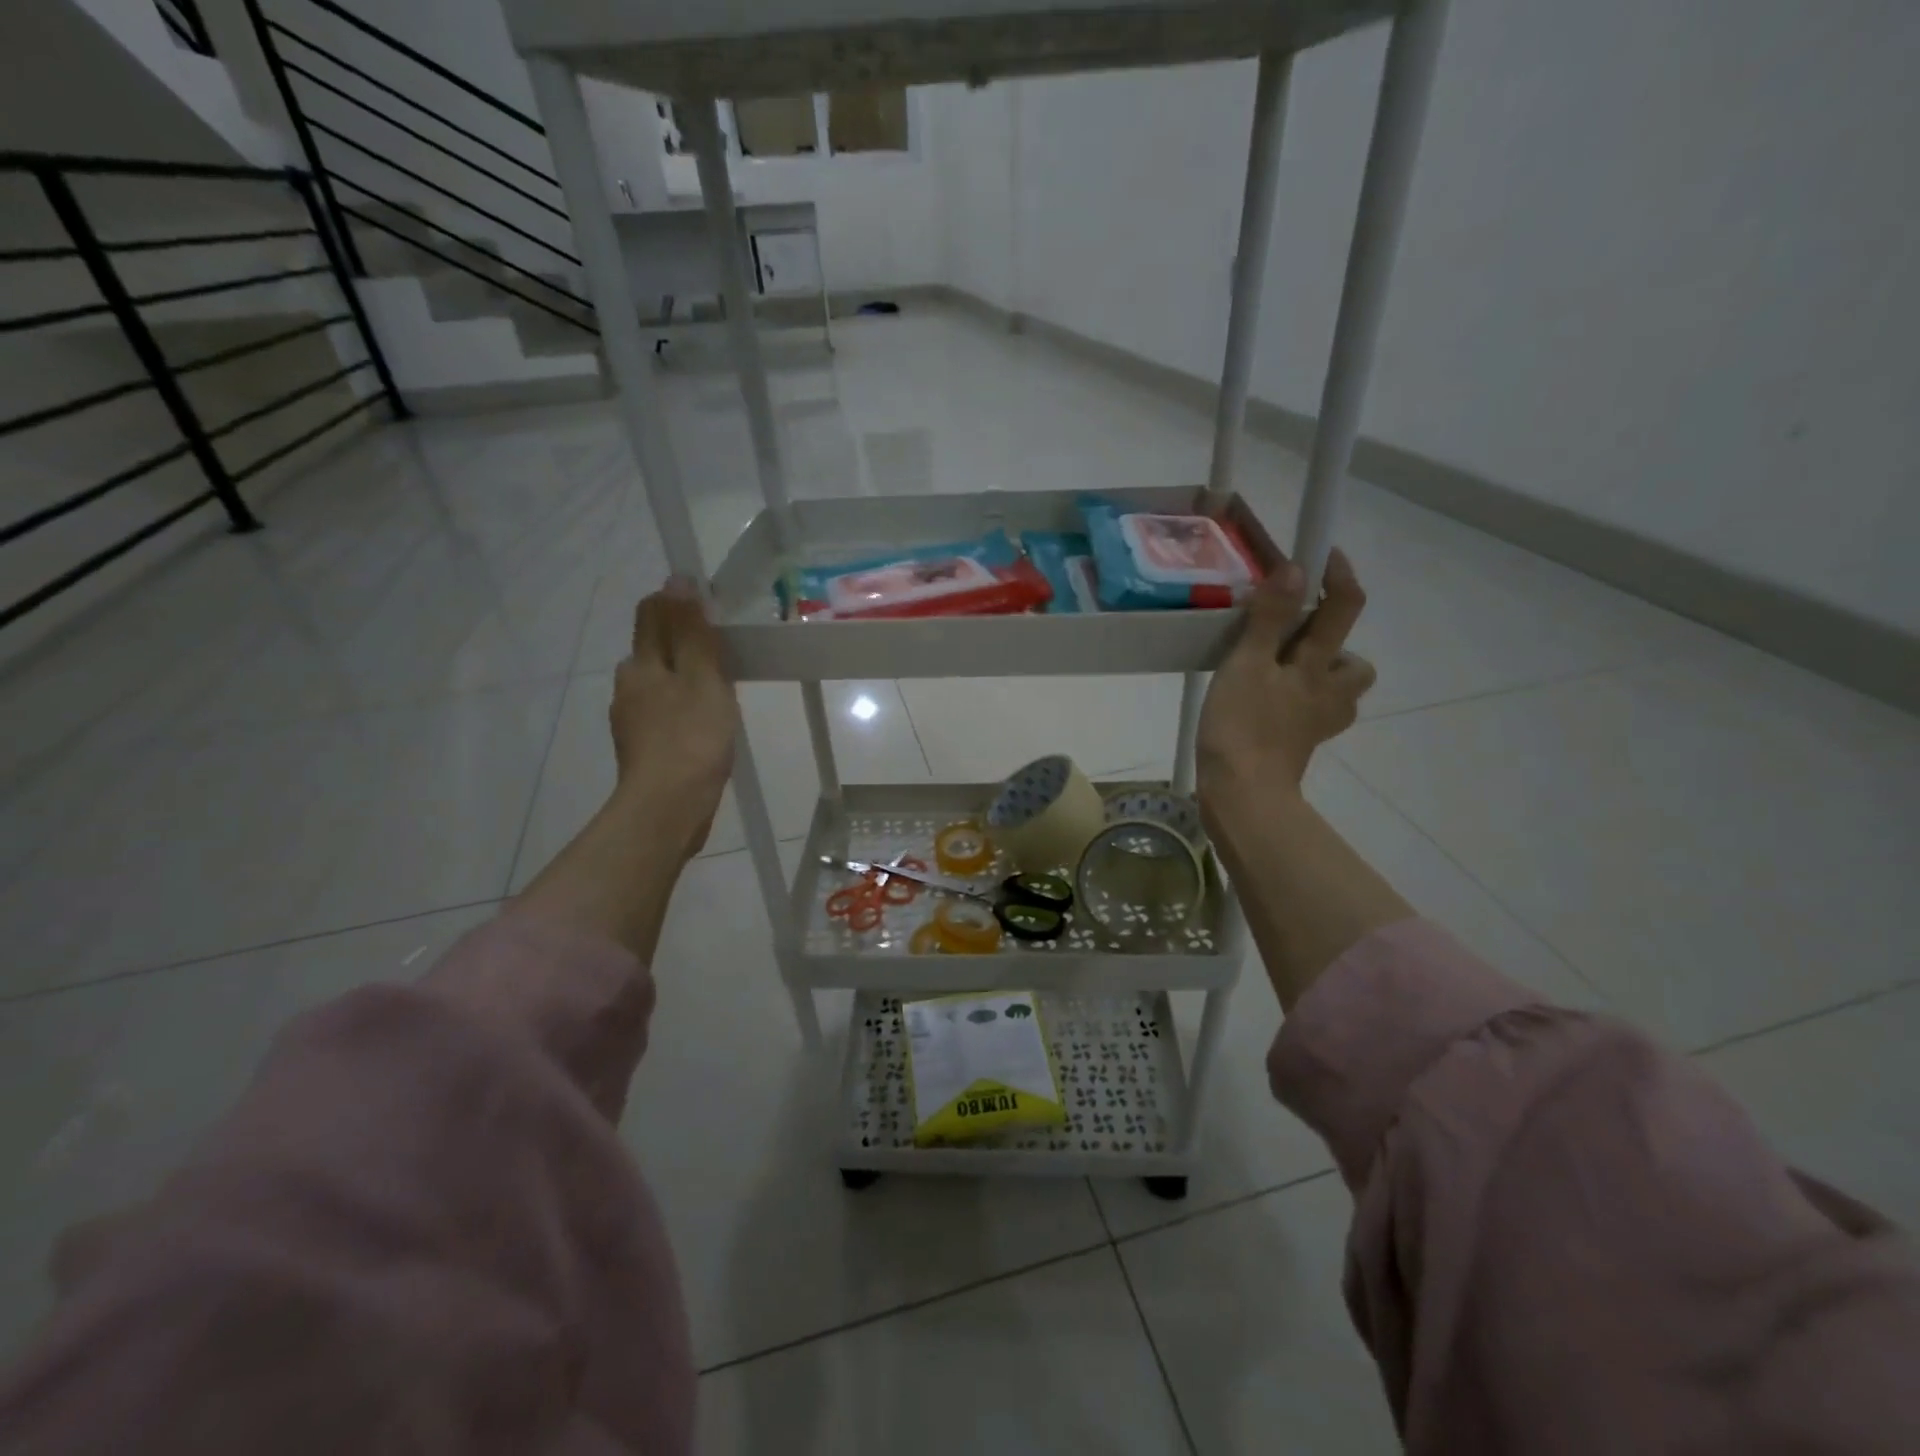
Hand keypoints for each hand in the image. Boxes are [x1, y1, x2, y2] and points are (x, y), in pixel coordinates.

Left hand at [610, 576, 737, 859]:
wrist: (668, 809)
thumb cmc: (691, 738)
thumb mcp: (702, 677)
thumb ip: (692, 631)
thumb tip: (678, 579)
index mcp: (640, 664)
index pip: (652, 614)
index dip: (679, 604)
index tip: (713, 612)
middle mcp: (628, 686)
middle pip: (654, 649)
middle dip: (684, 643)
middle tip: (726, 652)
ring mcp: (632, 721)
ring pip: (660, 684)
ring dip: (685, 678)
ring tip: (722, 691)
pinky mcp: (644, 750)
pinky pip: (665, 714)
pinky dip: (683, 709)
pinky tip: (706, 725)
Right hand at [1197, 550, 1376, 802]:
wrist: (1243, 795)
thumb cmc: (1241, 727)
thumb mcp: (1247, 664)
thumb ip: (1269, 618)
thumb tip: (1296, 569)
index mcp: (1317, 666)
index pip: (1344, 609)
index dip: (1339, 577)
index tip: (1322, 556)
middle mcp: (1328, 693)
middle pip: (1354, 662)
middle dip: (1334, 645)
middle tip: (1294, 639)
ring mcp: (1317, 724)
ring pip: (1338, 692)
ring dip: (1321, 677)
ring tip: (1282, 674)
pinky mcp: (1300, 747)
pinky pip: (1314, 716)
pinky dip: (1301, 705)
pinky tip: (1273, 707)